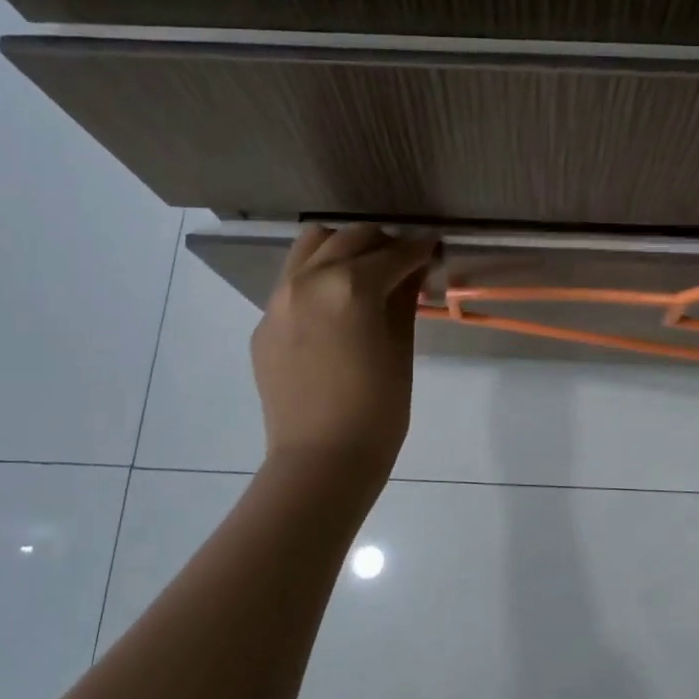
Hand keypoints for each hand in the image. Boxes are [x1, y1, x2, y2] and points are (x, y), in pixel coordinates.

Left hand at [252, 224, 437, 476]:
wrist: (321, 460)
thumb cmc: (378, 410)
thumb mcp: (401, 349)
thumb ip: (405, 299)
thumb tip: (413, 270)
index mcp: (350, 286)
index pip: (393, 254)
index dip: (419, 249)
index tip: (433, 248)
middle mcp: (309, 281)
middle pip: (349, 239)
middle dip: (381, 243)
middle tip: (403, 261)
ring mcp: (279, 300)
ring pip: (311, 247)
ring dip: (342, 248)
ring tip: (363, 270)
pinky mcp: (264, 323)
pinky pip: (292, 282)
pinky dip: (318, 277)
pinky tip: (335, 306)